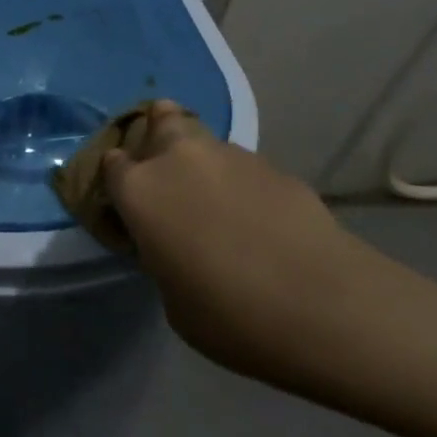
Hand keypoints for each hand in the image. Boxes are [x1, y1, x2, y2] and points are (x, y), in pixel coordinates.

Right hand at [103, 102, 379, 388]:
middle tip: (169, 173)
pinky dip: (240, 182)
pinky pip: (242, 165)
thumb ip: (162, 257)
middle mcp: (178, 158)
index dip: (118, 180)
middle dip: (158, 136)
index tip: (128, 203)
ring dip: (201, 161)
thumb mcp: (174, 301)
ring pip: (203, 140)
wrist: (324, 305)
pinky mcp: (272, 164)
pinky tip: (257, 218)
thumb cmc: (231, 316)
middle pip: (159, 120)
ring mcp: (229, 154)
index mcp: (141, 190)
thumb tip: (175, 242)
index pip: (111, 164)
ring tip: (217, 200)